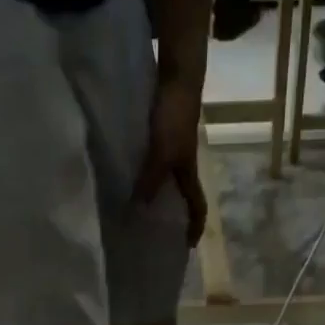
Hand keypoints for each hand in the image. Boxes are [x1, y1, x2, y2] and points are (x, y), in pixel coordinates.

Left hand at [135, 75, 208, 246]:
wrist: (176, 77)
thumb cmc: (174, 118)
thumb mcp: (162, 154)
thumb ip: (150, 181)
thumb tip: (137, 211)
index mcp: (189, 174)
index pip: (197, 207)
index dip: (195, 228)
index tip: (186, 246)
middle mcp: (182, 166)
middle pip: (180, 198)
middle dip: (171, 217)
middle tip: (153, 234)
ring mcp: (171, 151)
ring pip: (165, 182)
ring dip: (154, 197)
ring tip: (134, 212)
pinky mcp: (159, 137)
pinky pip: (151, 165)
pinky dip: (143, 177)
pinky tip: (127, 179)